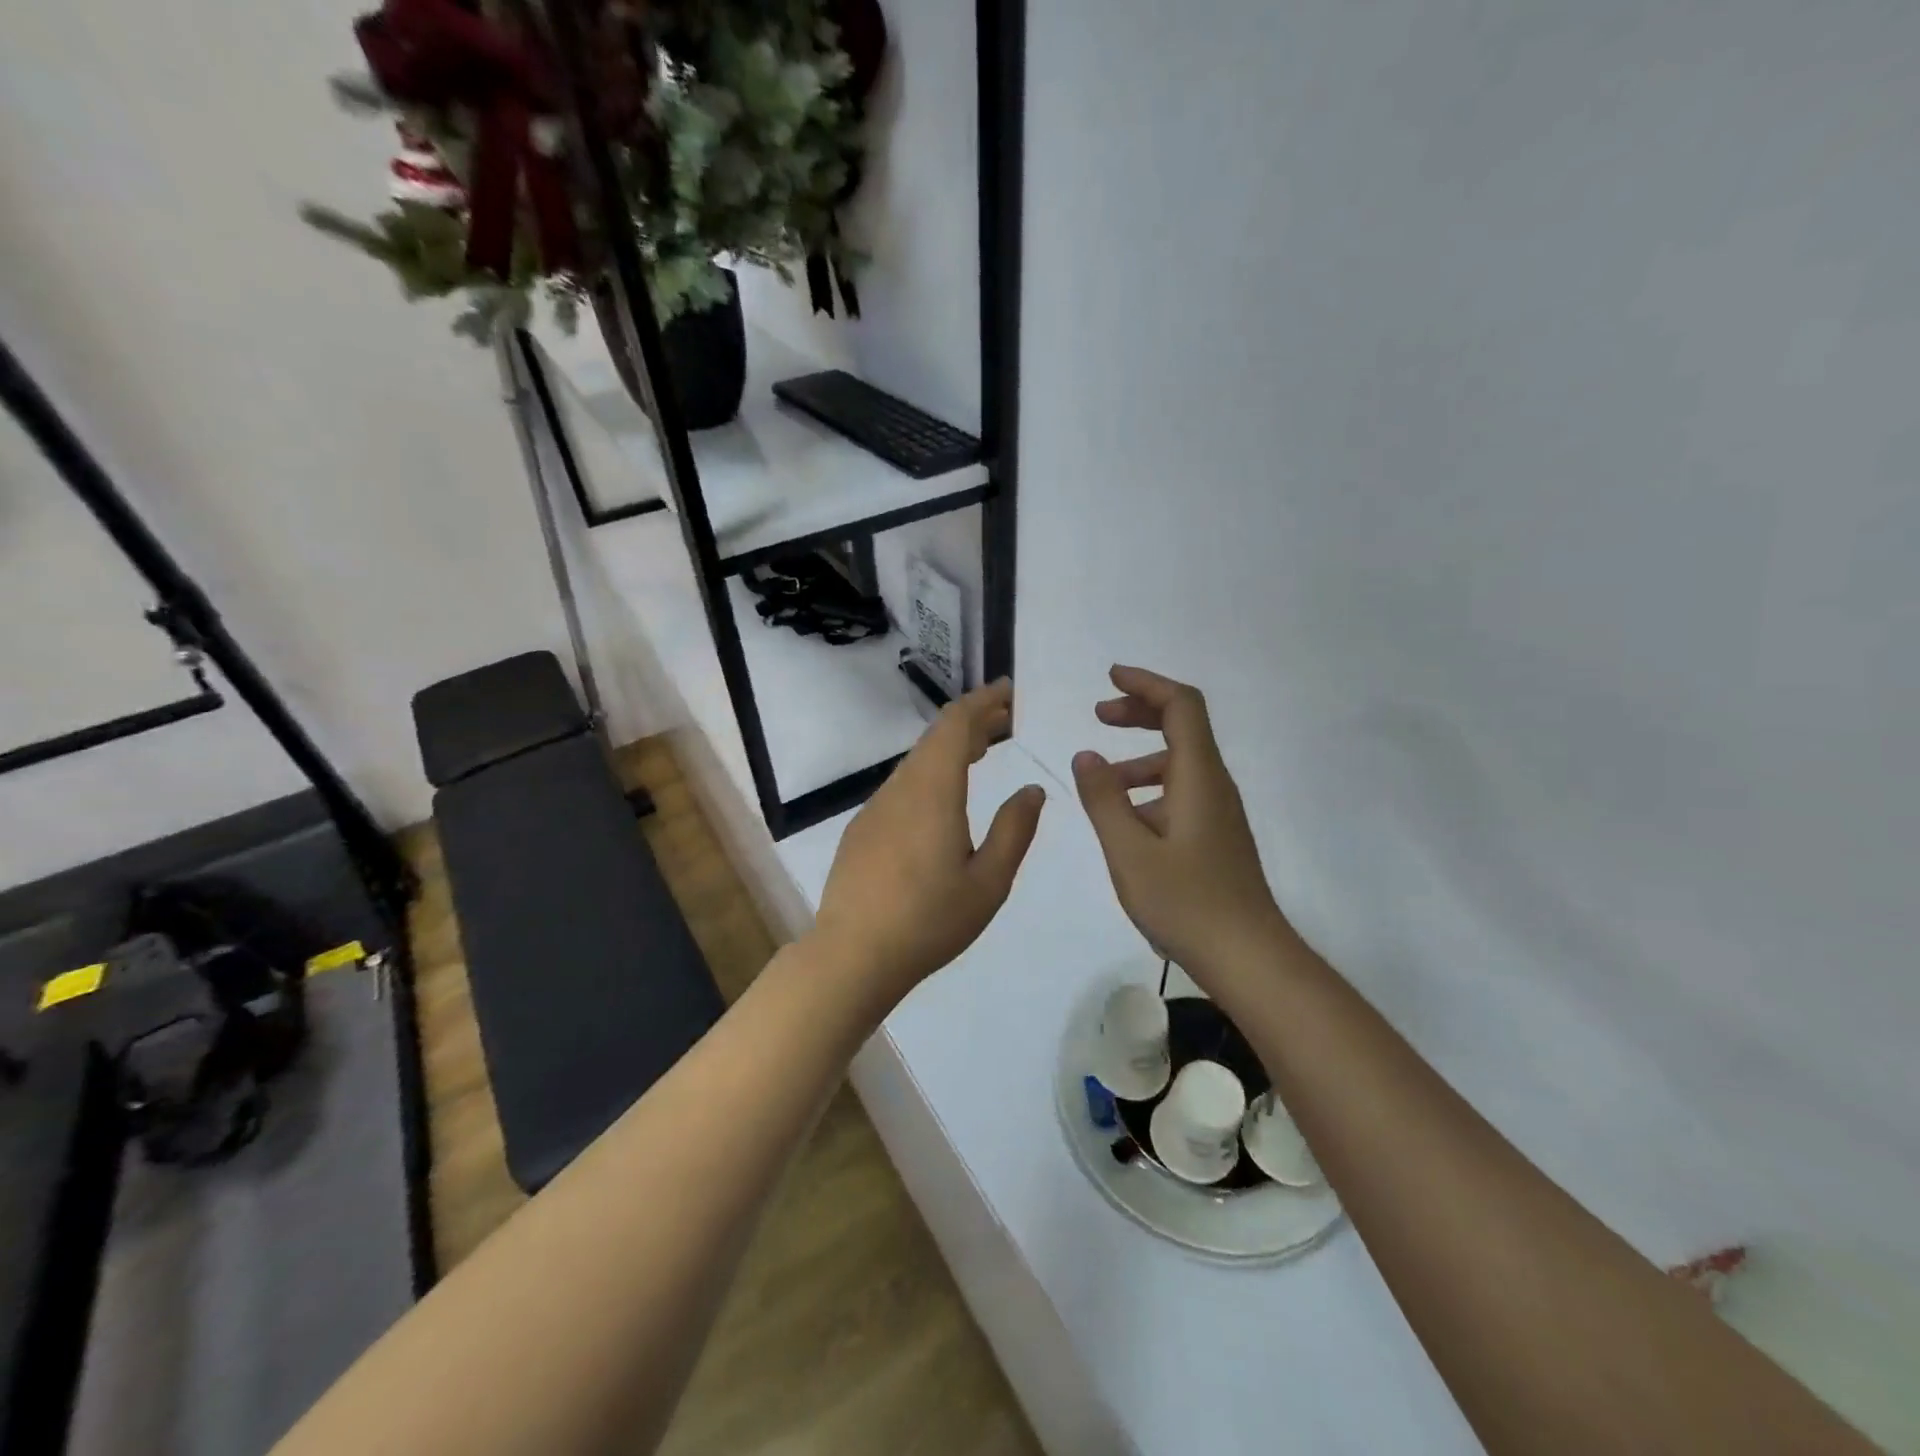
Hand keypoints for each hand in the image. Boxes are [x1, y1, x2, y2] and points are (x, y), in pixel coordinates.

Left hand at [813, 679, 1045, 1004]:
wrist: (853, 955)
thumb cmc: (929, 921)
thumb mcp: (988, 882)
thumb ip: (1014, 830)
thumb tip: (1032, 789)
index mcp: (933, 792)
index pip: (956, 725)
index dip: (983, 702)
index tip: (1008, 691)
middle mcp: (900, 789)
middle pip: (935, 737)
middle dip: (972, 720)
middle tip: (1006, 719)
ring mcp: (875, 808)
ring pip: (917, 760)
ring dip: (950, 747)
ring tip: (983, 750)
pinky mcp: (862, 829)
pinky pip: (902, 784)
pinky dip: (930, 772)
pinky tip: (943, 797)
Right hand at [1073, 666, 1291, 979]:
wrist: (1248, 958)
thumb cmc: (1186, 903)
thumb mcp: (1129, 851)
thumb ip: (1104, 799)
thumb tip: (1086, 755)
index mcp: (1198, 777)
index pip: (1181, 706)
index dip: (1146, 684)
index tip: (1110, 678)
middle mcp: (1214, 785)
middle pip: (1183, 727)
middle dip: (1140, 713)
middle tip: (1099, 715)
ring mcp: (1218, 813)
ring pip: (1180, 764)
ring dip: (1139, 757)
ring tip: (1099, 780)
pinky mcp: (1216, 837)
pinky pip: (1181, 793)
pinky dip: (1150, 790)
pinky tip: (1125, 821)